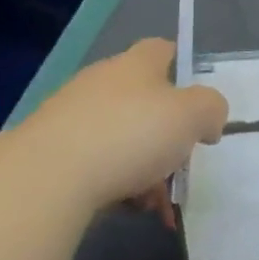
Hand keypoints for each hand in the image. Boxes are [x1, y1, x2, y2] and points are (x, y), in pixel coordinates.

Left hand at [8, 38, 227, 214]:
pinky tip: (125, 209)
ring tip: (155, 205)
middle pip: (144, 101)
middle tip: (180, 167)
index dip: (183, 69)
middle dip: (166, 136)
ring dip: (144, 168)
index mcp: (136, 63)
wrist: (47, 178)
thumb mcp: (192, 116)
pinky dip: (115, 185)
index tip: (197, 101)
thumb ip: (211, 109)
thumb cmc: (130, 134)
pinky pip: (95, 165)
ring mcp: (70, 116)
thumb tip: (208, 119)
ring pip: (121, 138)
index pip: (162, 49)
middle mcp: (101, 81)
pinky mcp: (49, 152)